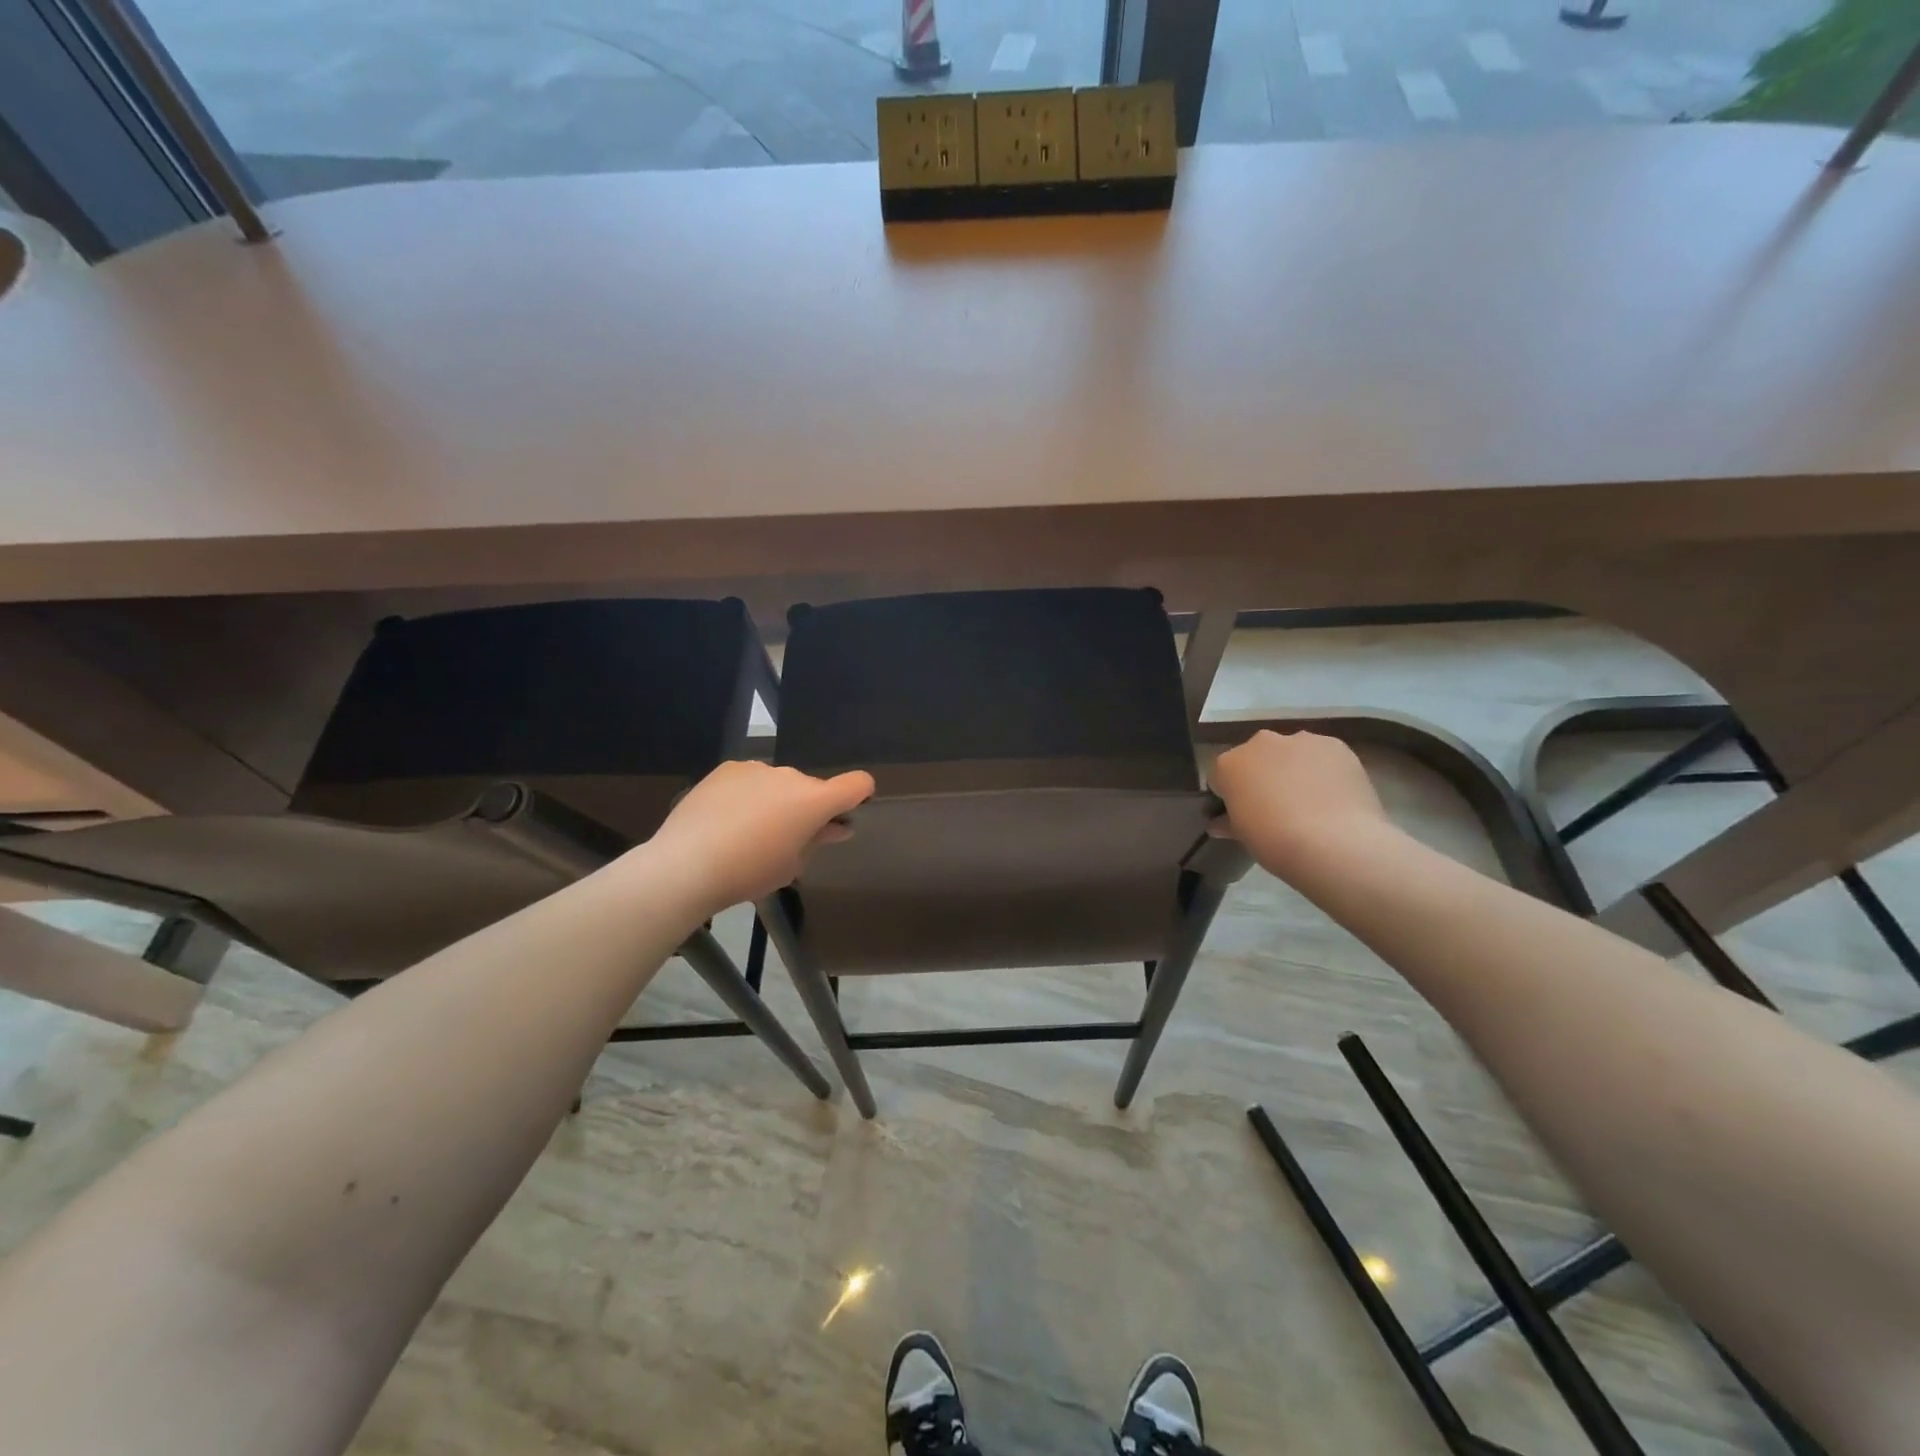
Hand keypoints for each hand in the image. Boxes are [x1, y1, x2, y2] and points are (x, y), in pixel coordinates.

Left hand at [644, 760, 874, 915]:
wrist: (686, 864)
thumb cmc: (750, 872)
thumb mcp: (791, 865)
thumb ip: (816, 841)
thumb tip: (834, 828)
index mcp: (814, 800)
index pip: (857, 783)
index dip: (860, 795)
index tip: (846, 814)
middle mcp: (791, 775)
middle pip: (811, 789)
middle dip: (805, 809)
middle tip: (784, 839)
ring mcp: (756, 768)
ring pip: (778, 783)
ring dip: (774, 800)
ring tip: (745, 831)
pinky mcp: (726, 769)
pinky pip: (748, 780)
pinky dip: (746, 794)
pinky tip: (724, 819)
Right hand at [1208, 730, 1391, 883]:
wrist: (1334, 842)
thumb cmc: (1274, 841)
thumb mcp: (1242, 836)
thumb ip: (1228, 822)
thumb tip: (1218, 824)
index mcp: (1229, 764)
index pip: (1222, 776)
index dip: (1230, 795)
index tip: (1241, 812)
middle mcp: (1260, 743)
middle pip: (1257, 757)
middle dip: (1262, 776)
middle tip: (1276, 806)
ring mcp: (1299, 740)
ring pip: (1291, 753)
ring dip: (1294, 770)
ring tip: (1311, 802)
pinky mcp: (1335, 745)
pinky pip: (1323, 756)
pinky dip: (1324, 771)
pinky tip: (1334, 796)